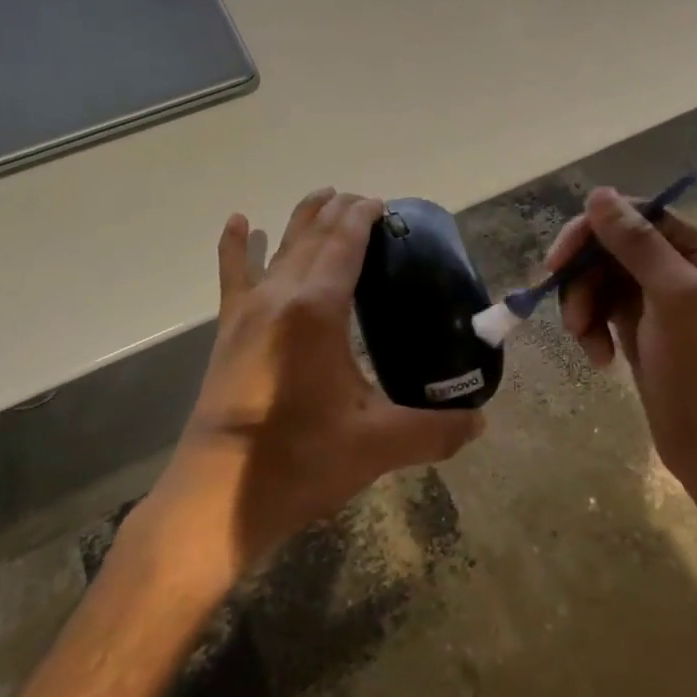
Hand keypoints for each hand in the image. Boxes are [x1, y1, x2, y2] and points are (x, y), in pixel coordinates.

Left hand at [144, 189, 484, 577]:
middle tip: (364, 202)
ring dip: (303, 219)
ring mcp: (248, 312)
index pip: (345, 243)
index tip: (382, 203)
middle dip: (339, 212)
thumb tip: (481, 423)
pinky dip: (238, 246)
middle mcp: (280, 296)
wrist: (215, 500)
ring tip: (322, 196)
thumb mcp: (376, 445)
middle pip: (314, 236)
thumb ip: (435, 431)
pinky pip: (232, 276)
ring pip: (280, 248)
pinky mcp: (228, 332)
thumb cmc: (298, 463)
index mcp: (317, 310)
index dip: (364, 217)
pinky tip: (241, 222)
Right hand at [550, 187, 696, 503]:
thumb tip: (598, 193)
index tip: (557, 264)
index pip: (633, 215)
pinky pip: (603, 309)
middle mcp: (682, 264)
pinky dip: (593, 329)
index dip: (590, 233)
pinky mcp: (644, 329)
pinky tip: (599, 358)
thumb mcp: (676, 298)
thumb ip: (636, 243)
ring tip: (586, 343)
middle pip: (610, 247)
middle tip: (570, 318)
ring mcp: (661, 298)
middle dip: (584, 279)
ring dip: (584, 307)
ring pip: (600, 279)